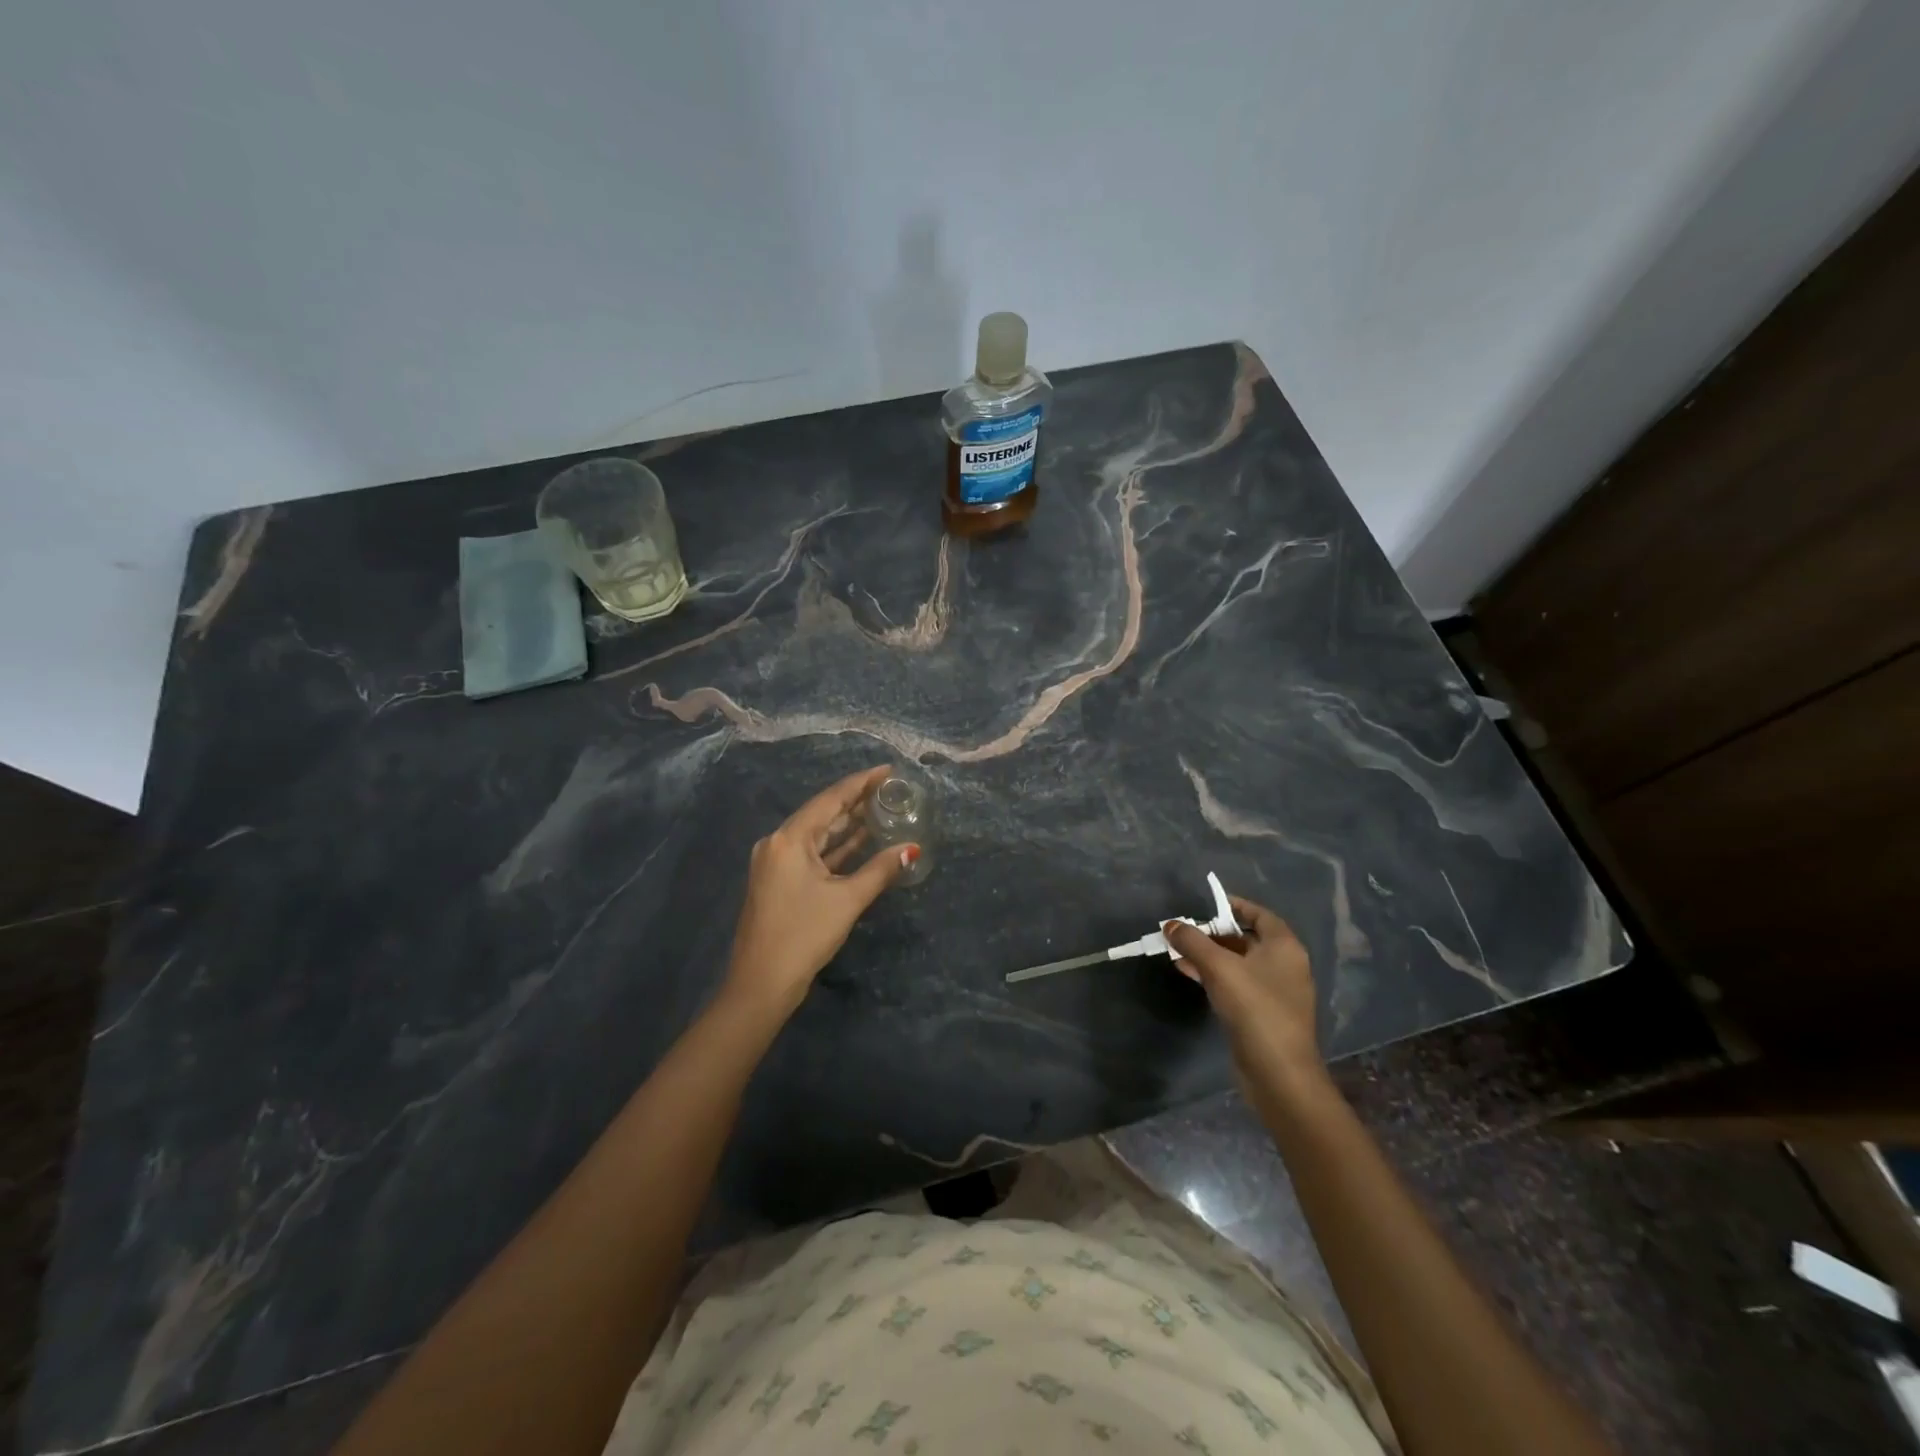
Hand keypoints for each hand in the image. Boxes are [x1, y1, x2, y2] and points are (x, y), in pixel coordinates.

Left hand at [723, 765, 917, 1018]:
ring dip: (847, 824)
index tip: (887, 770)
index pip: (830, 799)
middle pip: (822, 813)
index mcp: (789, 839)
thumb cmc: (804, 935)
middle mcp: (778, 843)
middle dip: (856, 801)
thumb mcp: (847, 900)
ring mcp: (776, 863)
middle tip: (889, 789)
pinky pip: (812, 853)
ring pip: (818, 834)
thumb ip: (880, 870)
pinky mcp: (779, 881)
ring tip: (881, 809)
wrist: (761, 984)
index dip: (861, 783)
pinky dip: (836, 848)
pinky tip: (862, 842)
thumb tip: (912, 849)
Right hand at [1165, 895, 1325, 1102]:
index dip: (1234, 906)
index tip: (1206, 905)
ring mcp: (1274, 992)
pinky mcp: (1262, 1014)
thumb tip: (1170, 924)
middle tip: (1183, 931)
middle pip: (1246, 939)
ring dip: (1209, 955)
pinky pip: (1236, 984)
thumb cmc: (1255, 1009)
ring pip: (1237, 963)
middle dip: (1213, 933)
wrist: (1278, 1073)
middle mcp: (1284, 965)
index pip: (1260, 915)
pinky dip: (1214, 976)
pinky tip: (1188, 973)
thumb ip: (1193, 941)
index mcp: (1284, 947)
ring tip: (1177, 951)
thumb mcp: (1219, 968)